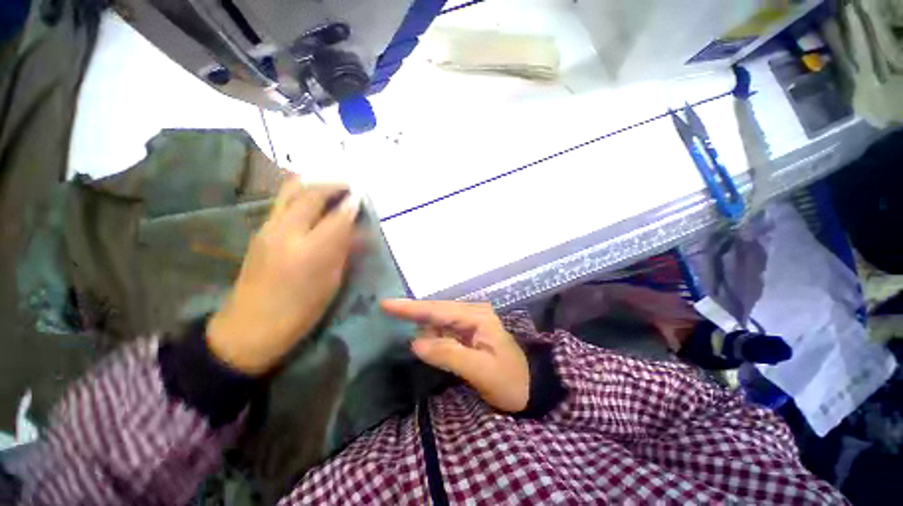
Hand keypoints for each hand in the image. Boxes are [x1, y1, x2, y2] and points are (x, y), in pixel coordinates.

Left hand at [207, 178, 358, 374]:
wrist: (251, 326)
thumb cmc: (301, 309)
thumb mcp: (332, 281)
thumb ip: (344, 249)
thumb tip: (357, 229)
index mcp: (311, 251)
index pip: (337, 216)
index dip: (352, 204)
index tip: (362, 197)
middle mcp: (287, 232)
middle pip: (310, 194)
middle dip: (333, 185)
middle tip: (349, 187)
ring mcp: (268, 228)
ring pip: (290, 191)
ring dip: (314, 184)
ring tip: (331, 187)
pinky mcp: (259, 231)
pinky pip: (282, 202)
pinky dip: (300, 193)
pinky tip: (312, 199)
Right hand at [381, 300, 529, 411]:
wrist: (532, 387)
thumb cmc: (511, 381)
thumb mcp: (481, 371)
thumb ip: (449, 354)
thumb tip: (415, 343)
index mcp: (477, 317)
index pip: (438, 310)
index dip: (411, 308)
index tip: (386, 304)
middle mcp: (473, 313)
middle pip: (436, 310)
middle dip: (413, 312)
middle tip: (387, 309)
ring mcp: (471, 321)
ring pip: (439, 319)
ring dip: (422, 324)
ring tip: (403, 324)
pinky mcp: (469, 332)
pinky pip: (445, 329)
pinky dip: (432, 334)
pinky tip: (425, 339)